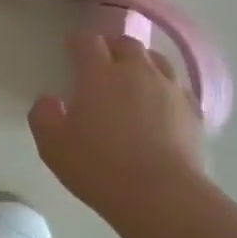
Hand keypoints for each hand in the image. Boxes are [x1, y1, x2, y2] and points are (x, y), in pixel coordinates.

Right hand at [30, 34, 206, 231]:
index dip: (77, 41)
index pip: (88, 42)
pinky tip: (159, 104)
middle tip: (101, 60)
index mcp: (99, 75)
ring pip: (157, 60)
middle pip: (126, 43)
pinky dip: (164, 87)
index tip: (70, 47)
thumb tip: (49, 100)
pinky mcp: (193, 111)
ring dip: (141, 62)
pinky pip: (177, 87)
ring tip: (132, 77)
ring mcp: (170, 89)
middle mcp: (137, 72)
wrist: (161, 195)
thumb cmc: (99, 167)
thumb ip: (43, 116)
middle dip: (111, 46)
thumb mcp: (52, 146)